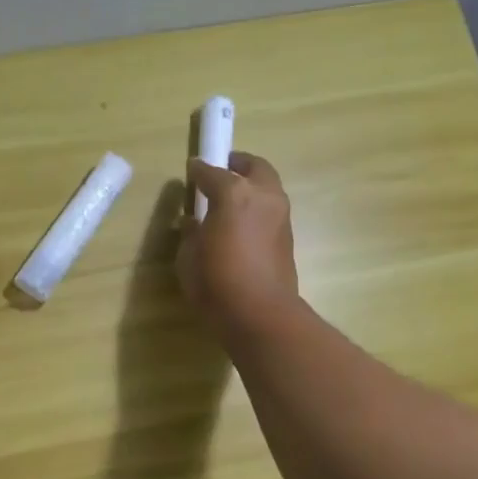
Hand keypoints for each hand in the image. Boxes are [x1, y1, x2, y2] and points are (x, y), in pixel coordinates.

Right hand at [179, 152, 298, 330]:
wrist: (260, 314)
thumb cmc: (217, 283)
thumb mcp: (189, 258)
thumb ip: (190, 234)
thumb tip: (193, 222)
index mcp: (234, 194)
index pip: (212, 172)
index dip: (198, 170)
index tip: (191, 170)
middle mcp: (262, 196)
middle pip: (254, 166)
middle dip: (238, 165)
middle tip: (222, 171)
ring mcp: (280, 215)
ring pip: (268, 187)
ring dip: (252, 186)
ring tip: (233, 200)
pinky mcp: (288, 237)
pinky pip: (271, 210)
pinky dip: (258, 208)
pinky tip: (243, 224)